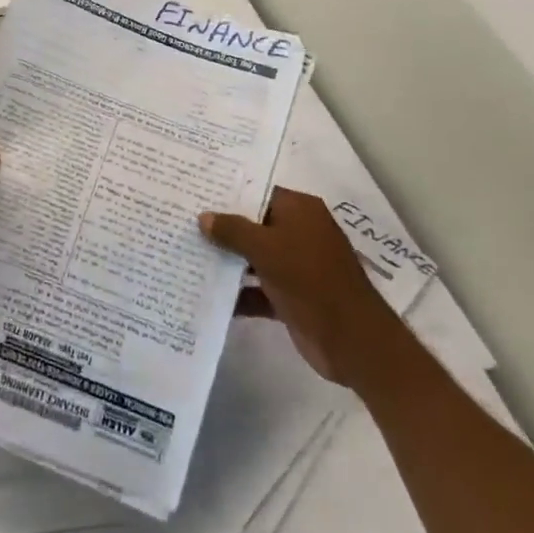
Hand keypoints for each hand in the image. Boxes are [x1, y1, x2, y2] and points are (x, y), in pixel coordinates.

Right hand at [202, 187, 388, 384]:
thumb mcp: (267, 248)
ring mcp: (295, 266)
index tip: (196, 192)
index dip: (228, 192)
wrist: (352, 340)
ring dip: (226, 261)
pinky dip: (238, 293)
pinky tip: (205, 294)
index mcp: (300, 210)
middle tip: (182, 221)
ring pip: (253, 257)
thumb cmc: (310, 279)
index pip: (259, 192)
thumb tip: (204, 217)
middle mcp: (299, 233)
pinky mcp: (291, 297)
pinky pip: (258, 288)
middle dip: (222, 227)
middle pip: (254, 224)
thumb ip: (233, 231)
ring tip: (185, 254)